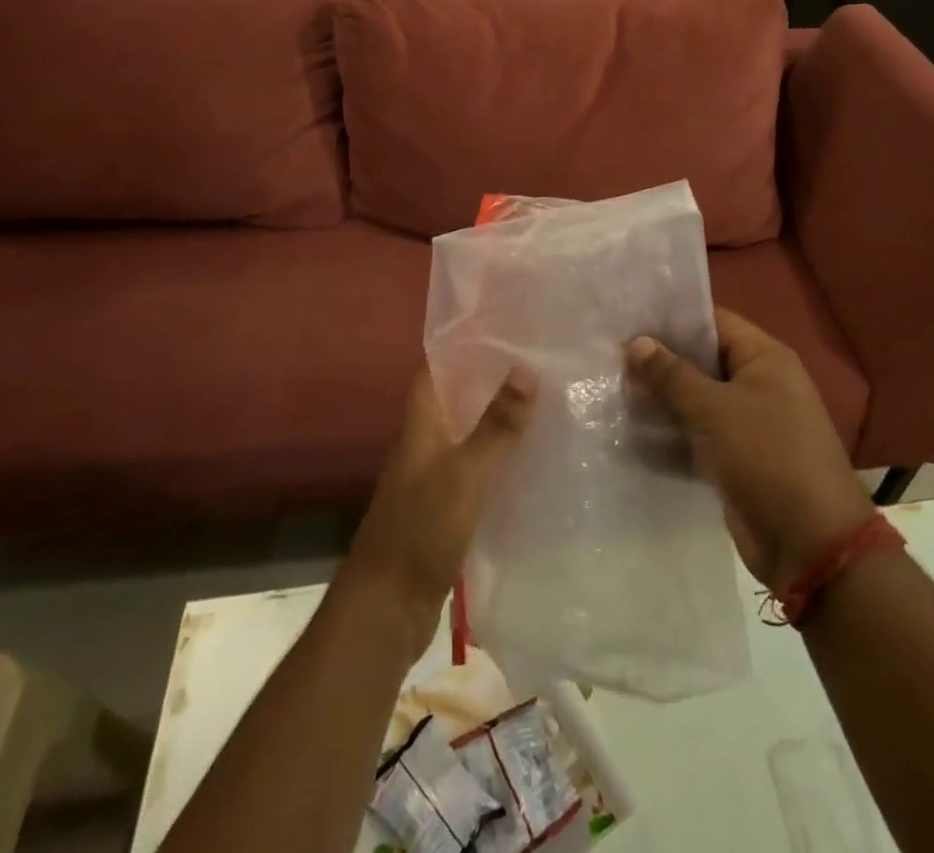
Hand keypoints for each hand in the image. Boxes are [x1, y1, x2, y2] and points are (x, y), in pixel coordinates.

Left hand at [343, 364, 535, 649]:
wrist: (387, 609)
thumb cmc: (420, 529)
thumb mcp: (464, 474)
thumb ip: (496, 426)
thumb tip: (526, 367)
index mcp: (421, 424)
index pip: (436, 368)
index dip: (462, 344)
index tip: (501, 324)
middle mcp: (425, 443)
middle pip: (457, 399)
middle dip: (490, 379)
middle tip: (538, 359)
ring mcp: (435, 477)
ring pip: (469, 434)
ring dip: (498, 419)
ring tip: (545, 400)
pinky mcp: (447, 509)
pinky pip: (477, 470)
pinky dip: (500, 459)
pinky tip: (533, 459)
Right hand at [627, 310, 872, 587]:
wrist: (810, 545)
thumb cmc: (766, 456)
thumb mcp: (714, 409)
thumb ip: (672, 375)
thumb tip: (637, 342)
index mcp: (765, 359)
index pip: (713, 323)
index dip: (672, 320)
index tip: (628, 320)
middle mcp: (758, 385)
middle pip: (701, 363)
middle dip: (660, 363)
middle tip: (610, 357)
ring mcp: (748, 425)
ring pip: (696, 402)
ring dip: (660, 402)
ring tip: (612, 391)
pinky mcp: (736, 461)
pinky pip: (697, 438)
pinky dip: (670, 437)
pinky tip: (629, 434)